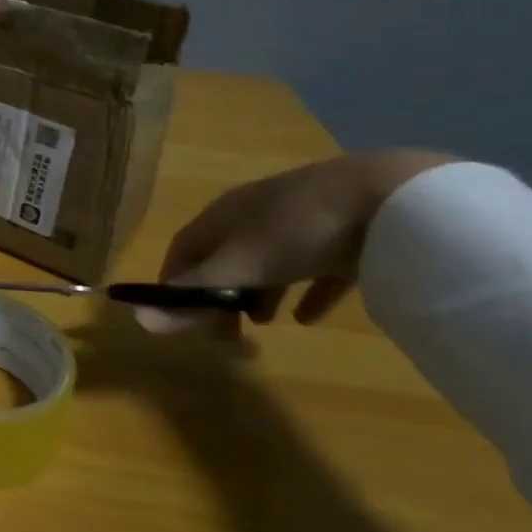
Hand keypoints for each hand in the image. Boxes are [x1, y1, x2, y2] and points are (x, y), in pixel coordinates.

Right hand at [141, 149, 457, 334]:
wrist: (391, 197)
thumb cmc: (298, 227)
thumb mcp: (241, 264)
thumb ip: (195, 292)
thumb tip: (140, 319)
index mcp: (224, 214)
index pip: (184, 249)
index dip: (174, 283)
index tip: (178, 319)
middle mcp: (255, 216)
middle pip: (223, 259)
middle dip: (218, 296)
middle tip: (225, 333)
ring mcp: (302, 225)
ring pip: (266, 264)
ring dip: (257, 295)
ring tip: (262, 324)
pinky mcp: (346, 238)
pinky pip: (316, 270)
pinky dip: (306, 294)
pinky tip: (309, 318)